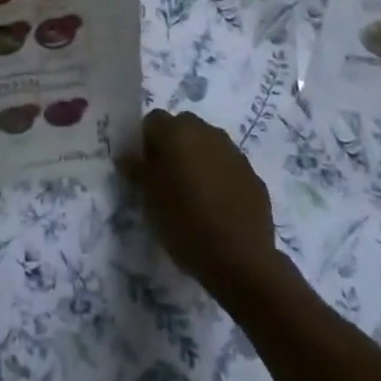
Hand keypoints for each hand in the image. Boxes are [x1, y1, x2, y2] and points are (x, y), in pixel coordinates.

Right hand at [119, 110, 279, 298]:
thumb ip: (136, 169)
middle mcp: (207, 131)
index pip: (152, 121)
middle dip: (173, 148)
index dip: (144, 143)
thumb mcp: (148, 198)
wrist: (241, 259)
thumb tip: (128, 155)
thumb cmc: (185, 222)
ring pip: (207, 146)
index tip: (144, 171)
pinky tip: (217, 208)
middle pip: (182, 129)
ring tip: (193, 196)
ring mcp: (234, 153)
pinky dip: (220, 179)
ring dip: (198, 161)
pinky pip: (228, 168)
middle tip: (166, 181)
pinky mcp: (253, 176)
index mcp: (177, 131)